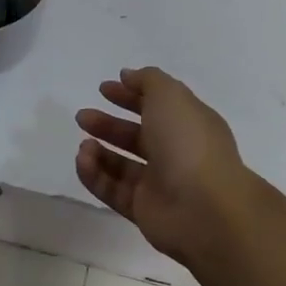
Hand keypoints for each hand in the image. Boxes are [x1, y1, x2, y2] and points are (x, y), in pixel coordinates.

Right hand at [75, 67, 258, 267]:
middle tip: (82, 117)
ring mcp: (160, 183)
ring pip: (122, 165)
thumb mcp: (170, 96)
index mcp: (189, 124)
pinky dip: (95, 175)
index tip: (104, 88)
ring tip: (84, 145)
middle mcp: (176, 153)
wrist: (204, 209)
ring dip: (99, 151)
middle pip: (136, 135)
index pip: (157, 106)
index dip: (131, 95)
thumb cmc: (188, 144)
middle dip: (109, 124)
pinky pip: (113, 189)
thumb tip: (128, 76)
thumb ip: (148, 81)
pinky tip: (82, 160)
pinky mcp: (143, 209)